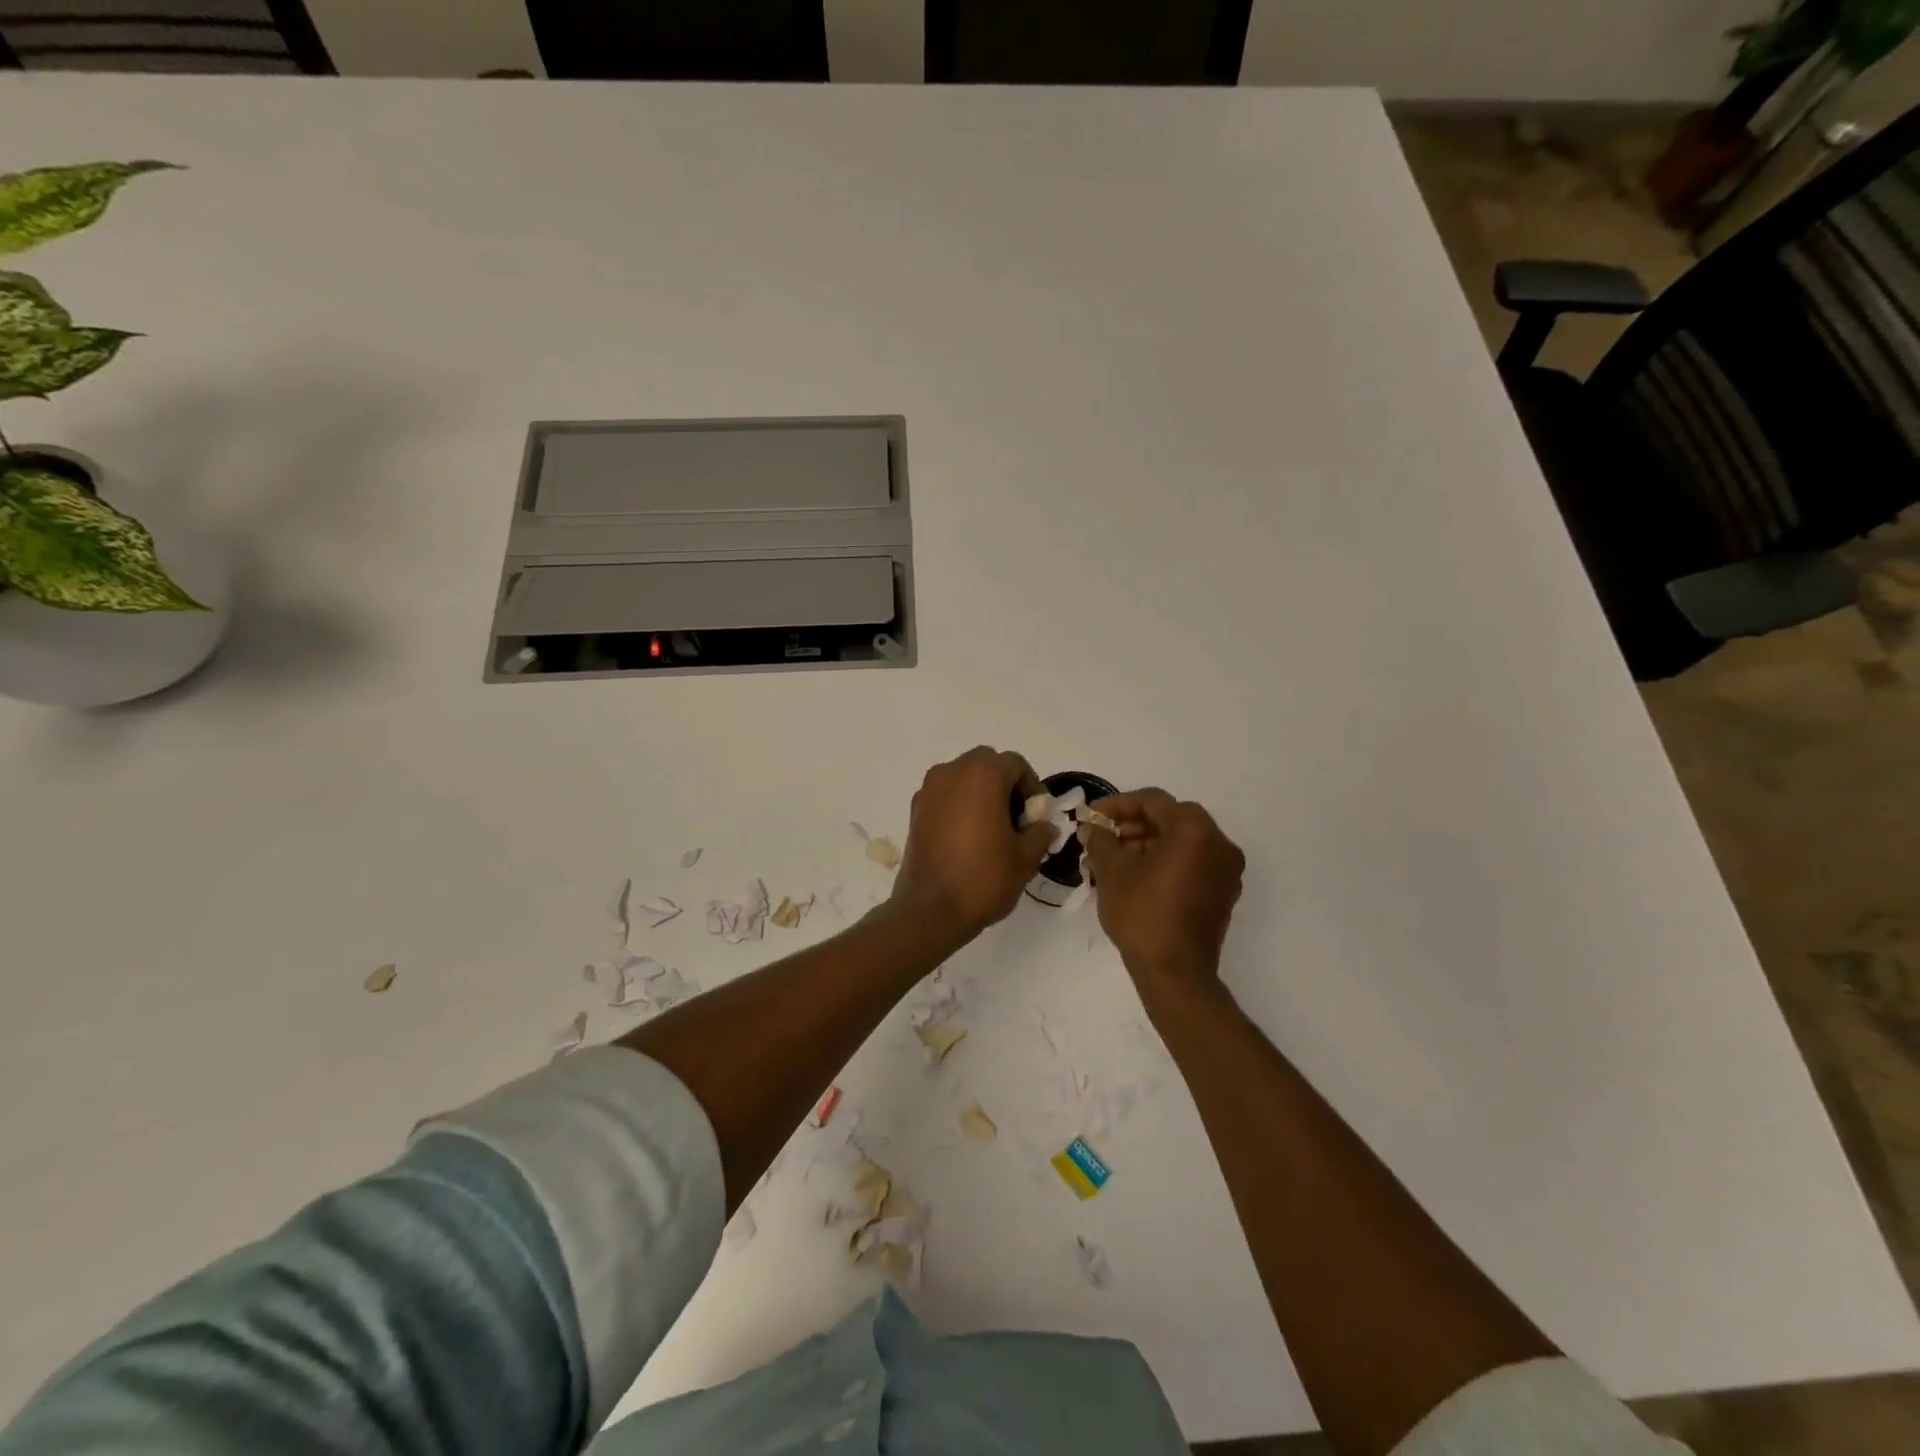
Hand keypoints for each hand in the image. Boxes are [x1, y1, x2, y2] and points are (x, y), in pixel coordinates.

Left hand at [890, 746, 1052, 944]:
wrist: (931, 910)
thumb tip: (1045, 826)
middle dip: (1005, 785)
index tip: (1037, 815)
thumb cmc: (984, 878)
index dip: (1032, 786)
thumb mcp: (1025, 858)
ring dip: (980, 793)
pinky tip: (967, 837)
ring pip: (963, 778)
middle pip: (986, 764)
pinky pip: (944, 796)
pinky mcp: (915, 810)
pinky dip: (959, 805)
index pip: (1015, 764)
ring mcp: (929, 790)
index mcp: (982, 774)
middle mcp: (951, 772)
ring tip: (992, 829)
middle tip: (1016, 819)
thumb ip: (1040, 833)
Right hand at [1083, 789, 1244, 991]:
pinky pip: (1192, 863)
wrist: (1175, 972)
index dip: (1117, 804)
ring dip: (1147, 844)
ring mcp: (1226, 870)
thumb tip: (1093, 828)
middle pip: (1170, 819)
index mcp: (1195, 829)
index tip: (1091, 815)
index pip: (1152, 801)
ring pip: (1181, 842)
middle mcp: (1219, 843)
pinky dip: (1165, 862)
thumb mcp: (1112, 870)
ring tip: (1113, 859)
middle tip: (1102, 837)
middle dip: (1132, 825)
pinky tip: (1136, 876)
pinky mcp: (1223, 894)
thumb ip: (1100, 839)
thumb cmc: (1142, 913)